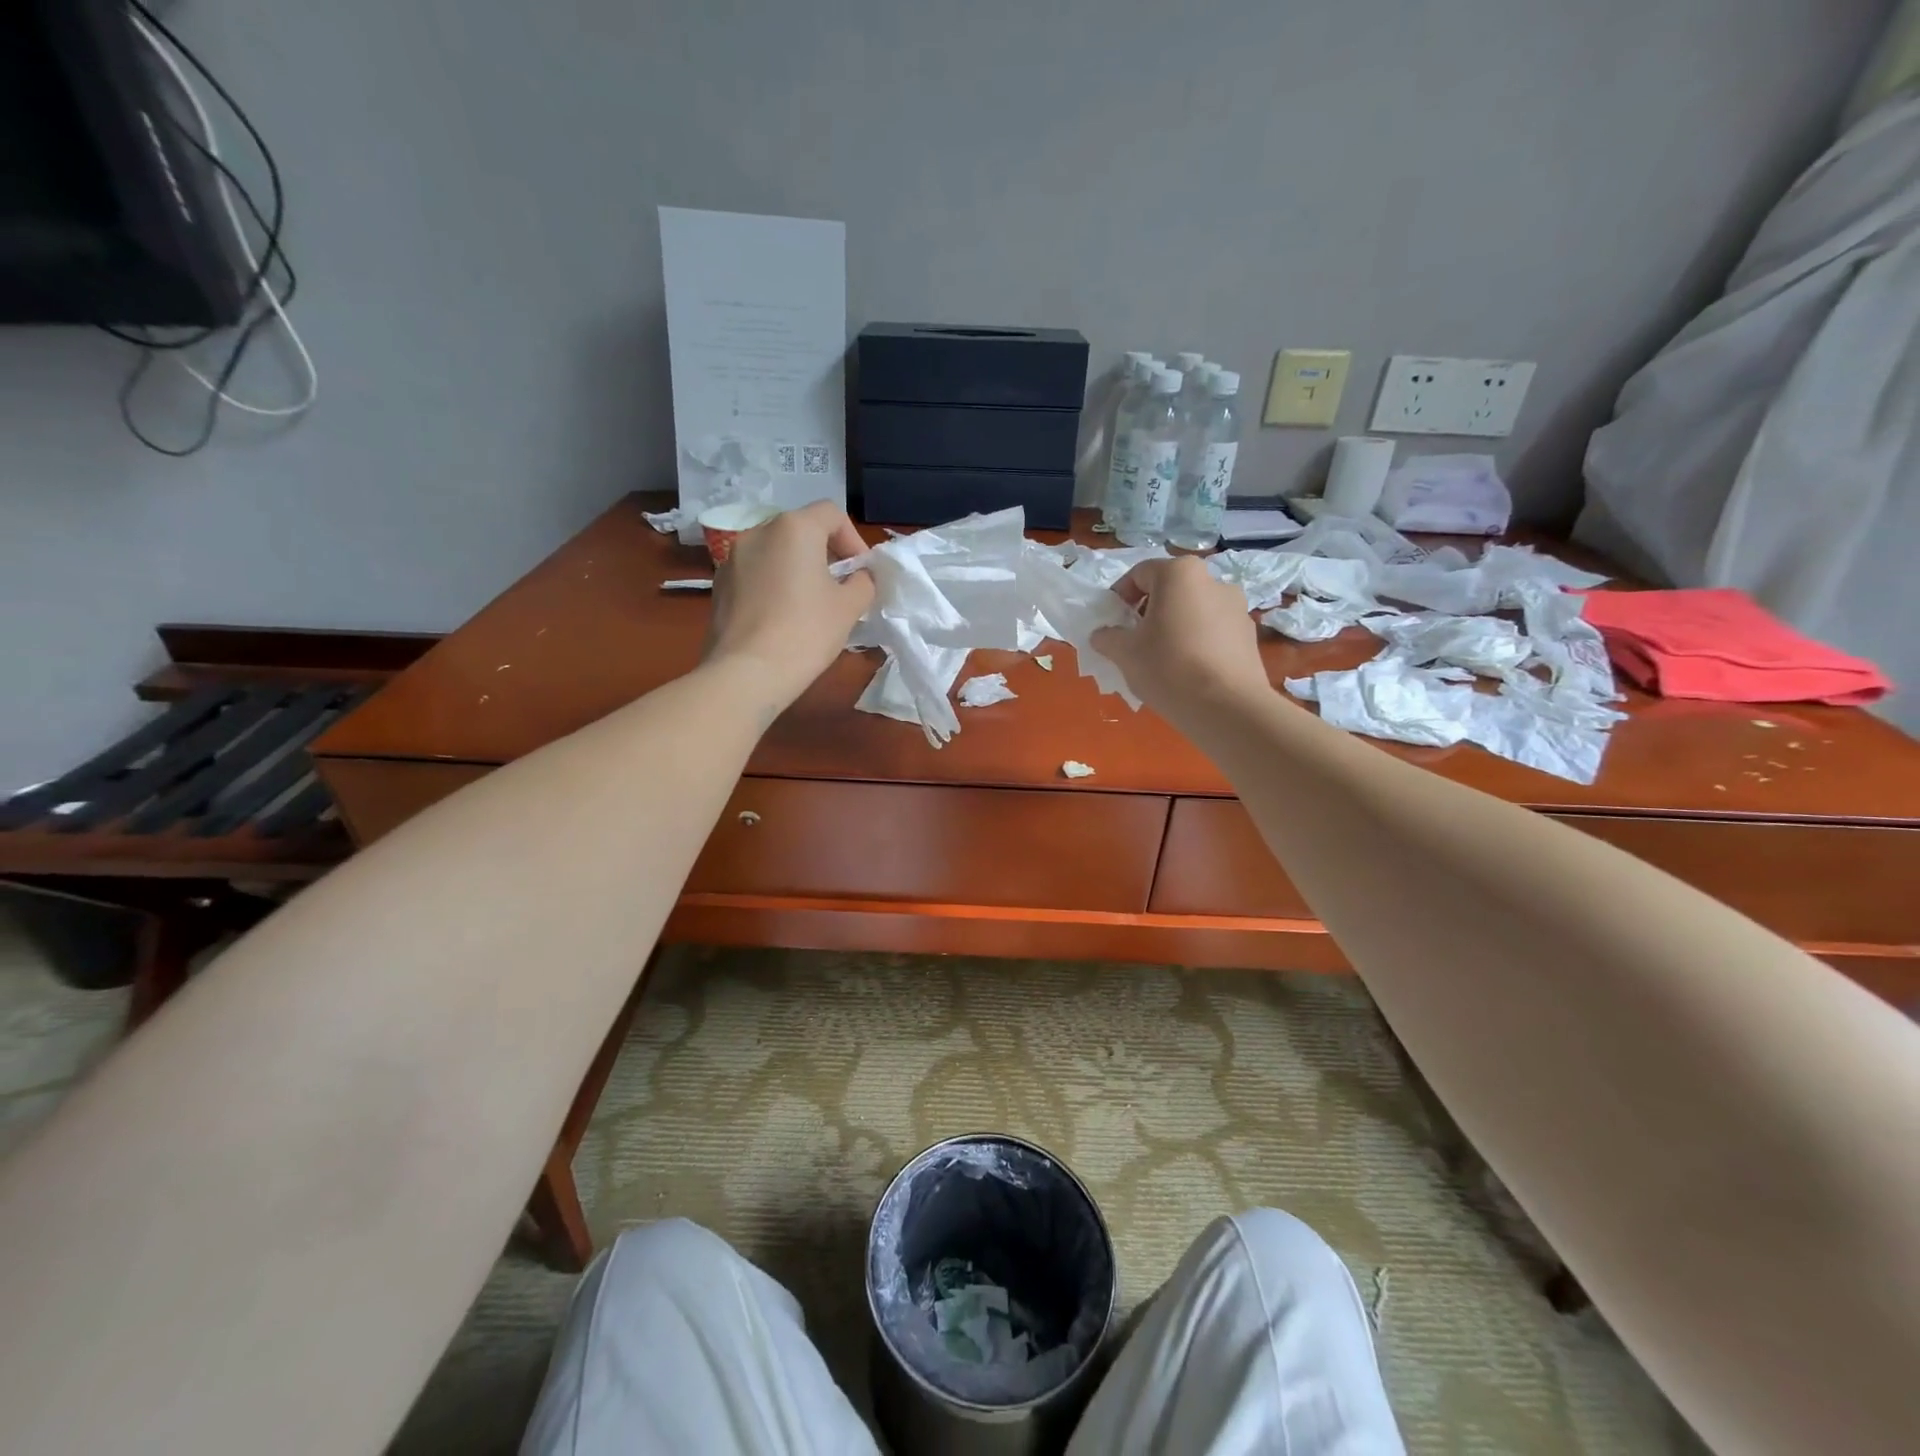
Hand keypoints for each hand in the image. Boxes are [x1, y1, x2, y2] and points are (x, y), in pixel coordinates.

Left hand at [703, 501, 874, 713]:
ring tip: (809, 603)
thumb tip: (858, 576)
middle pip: (801, 530)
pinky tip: (781, 617)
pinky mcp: (719, 584)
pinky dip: (773, 584)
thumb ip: (862, 582)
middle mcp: (758, 531)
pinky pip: (755, 573)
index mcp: (794, 528)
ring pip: (775, 552)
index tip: (861, 573)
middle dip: (824, 553)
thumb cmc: (806, 632)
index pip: (831, 514)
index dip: (853, 539)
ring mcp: (732, 557)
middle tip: (840, 588)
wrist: (747, 672)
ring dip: (797, 568)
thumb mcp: (850, 607)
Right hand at [1091, 556, 1270, 717]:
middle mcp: (1213, 580)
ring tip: (1163, 658)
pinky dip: (1197, 642)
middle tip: (1135, 641)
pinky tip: (1189, 670)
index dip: (1120, 597)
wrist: (1227, 707)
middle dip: (1149, 611)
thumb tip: (1103, 635)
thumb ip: (1108, 637)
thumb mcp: (1124, 653)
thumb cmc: (1168, 667)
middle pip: (1170, 590)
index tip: (1112, 623)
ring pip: (1193, 610)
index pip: (1139, 574)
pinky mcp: (1249, 635)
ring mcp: (1237, 607)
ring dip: (1174, 626)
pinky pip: (1213, 630)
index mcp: (1180, 573)